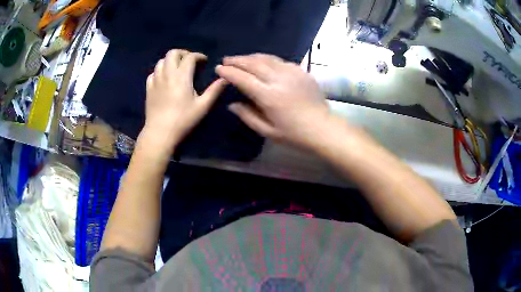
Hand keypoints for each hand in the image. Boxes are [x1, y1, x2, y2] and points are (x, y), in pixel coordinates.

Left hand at [143, 49, 227, 149]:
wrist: (160, 133)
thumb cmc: (183, 120)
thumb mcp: (202, 106)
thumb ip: (214, 90)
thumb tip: (225, 78)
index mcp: (182, 76)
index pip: (190, 57)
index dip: (198, 56)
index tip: (204, 61)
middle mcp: (167, 74)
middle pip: (172, 53)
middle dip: (183, 53)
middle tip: (190, 61)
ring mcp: (156, 80)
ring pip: (161, 61)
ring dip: (171, 60)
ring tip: (177, 68)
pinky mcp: (148, 88)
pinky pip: (153, 73)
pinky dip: (160, 71)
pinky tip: (165, 79)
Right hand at [216, 54, 330, 149]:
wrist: (322, 128)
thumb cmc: (294, 134)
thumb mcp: (267, 131)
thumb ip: (248, 116)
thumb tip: (232, 104)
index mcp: (269, 96)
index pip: (243, 78)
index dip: (229, 72)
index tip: (219, 68)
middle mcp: (279, 79)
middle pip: (254, 63)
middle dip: (237, 60)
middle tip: (227, 59)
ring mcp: (292, 73)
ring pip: (267, 58)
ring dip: (251, 57)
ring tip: (241, 58)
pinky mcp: (301, 71)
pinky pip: (280, 61)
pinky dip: (268, 59)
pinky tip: (263, 62)